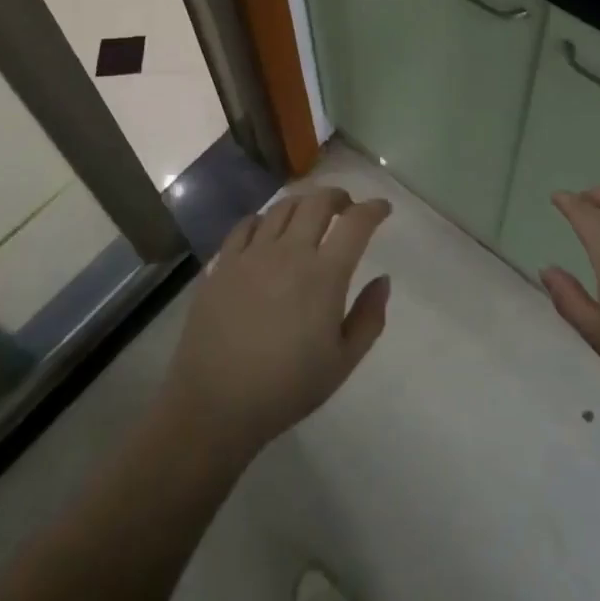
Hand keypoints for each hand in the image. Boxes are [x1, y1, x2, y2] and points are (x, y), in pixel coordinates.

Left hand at [162, 188, 391, 461]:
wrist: (216, 403)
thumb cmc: (286, 388)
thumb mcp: (342, 362)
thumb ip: (369, 318)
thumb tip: (383, 280)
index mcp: (324, 275)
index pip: (355, 224)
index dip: (373, 209)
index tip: (382, 209)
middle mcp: (289, 252)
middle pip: (317, 202)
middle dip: (338, 196)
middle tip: (347, 206)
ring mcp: (251, 254)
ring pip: (281, 207)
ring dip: (303, 203)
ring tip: (310, 214)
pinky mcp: (223, 263)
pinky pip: (246, 225)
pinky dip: (264, 219)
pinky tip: (267, 230)